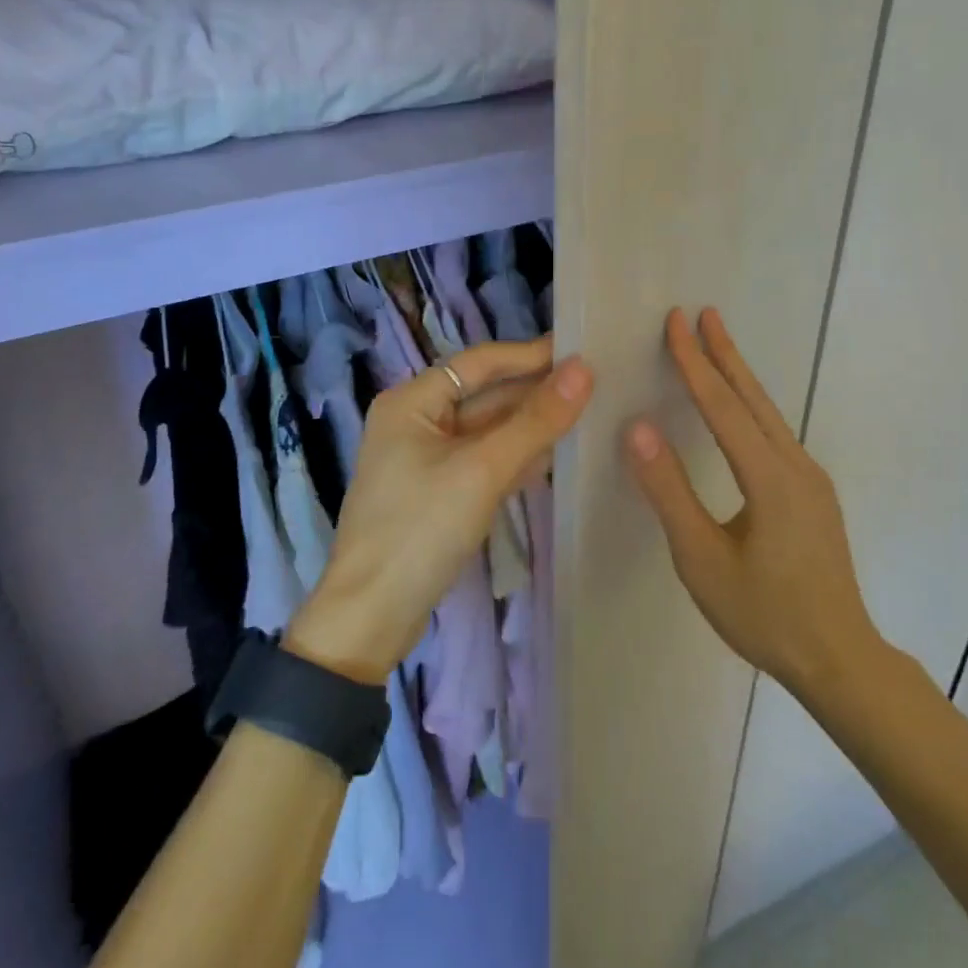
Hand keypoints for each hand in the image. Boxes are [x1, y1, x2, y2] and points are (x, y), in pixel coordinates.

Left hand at [288, 338, 593, 683]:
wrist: (371, 619)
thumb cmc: (419, 530)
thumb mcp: (482, 470)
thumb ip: (535, 420)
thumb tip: (583, 369)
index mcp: (412, 401)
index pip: (480, 363)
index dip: (530, 354)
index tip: (581, 348)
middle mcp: (417, 420)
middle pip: (486, 395)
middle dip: (535, 391)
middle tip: (596, 382)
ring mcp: (428, 459)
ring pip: (489, 430)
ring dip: (532, 424)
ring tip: (588, 411)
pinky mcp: (440, 492)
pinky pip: (486, 460)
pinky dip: (518, 456)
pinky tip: (558, 454)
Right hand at [624, 308, 888, 697]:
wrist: (840, 660)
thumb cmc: (764, 614)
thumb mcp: (701, 559)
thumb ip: (669, 491)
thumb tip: (639, 428)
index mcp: (769, 477)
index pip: (722, 405)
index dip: (695, 361)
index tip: (676, 322)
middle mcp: (796, 465)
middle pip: (753, 397)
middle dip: (725, 352)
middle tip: (703, 313)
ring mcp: (811, 479)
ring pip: (768, 414)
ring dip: (739, 376)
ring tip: (716, 346)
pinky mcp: (813, 494)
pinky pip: (775, 434)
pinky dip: (750, 406)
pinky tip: (739, 410)